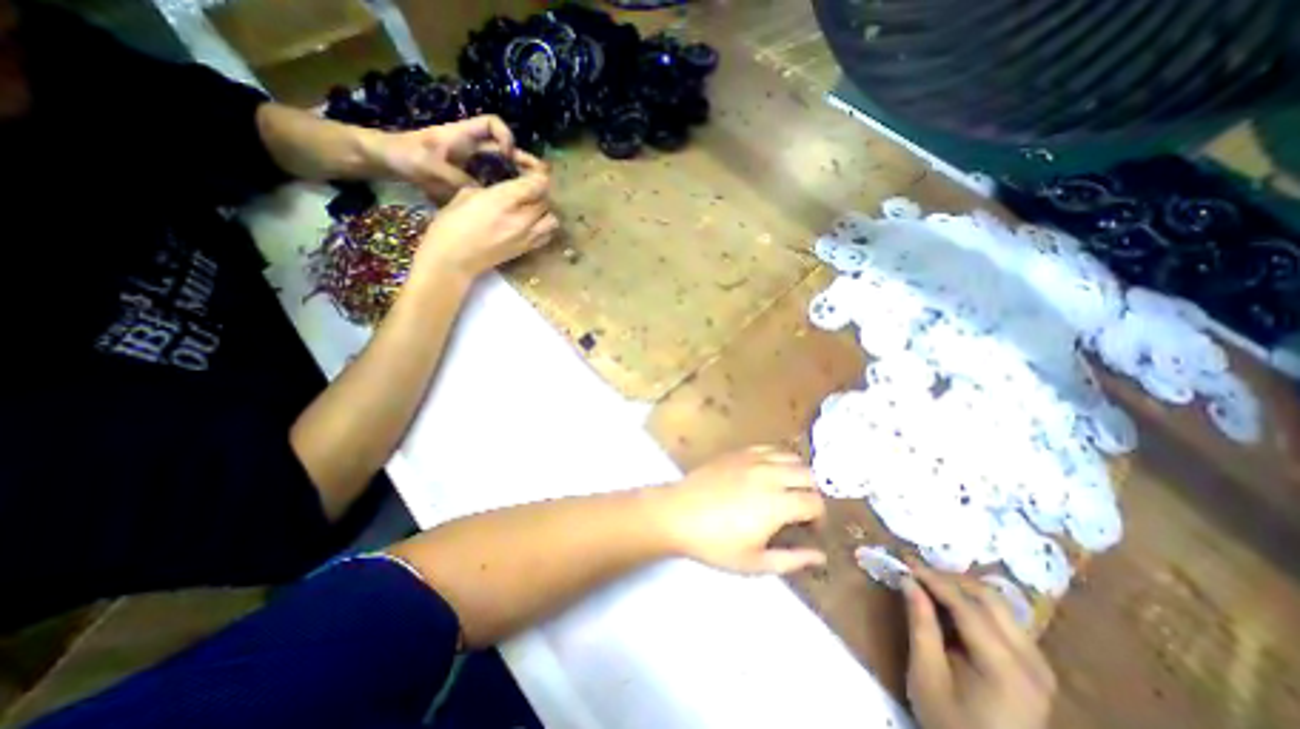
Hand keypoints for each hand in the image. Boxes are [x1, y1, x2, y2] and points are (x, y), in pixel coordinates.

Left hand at [378, 117, 543, 202]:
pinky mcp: (468, 175)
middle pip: (504, 147)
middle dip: (521, 161)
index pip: (492, 125)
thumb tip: (485, 196)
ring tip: (528, 195)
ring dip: (515, 177)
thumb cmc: (404, 156)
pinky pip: (492, 180)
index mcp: (463, 135)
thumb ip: (457, 180)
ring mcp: (471, 161)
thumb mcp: (429, 168)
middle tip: (535, 181)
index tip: (508, 156)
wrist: (385, 161)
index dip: (505, 136)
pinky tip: (507, 203)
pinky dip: (503, 189)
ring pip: (501, 166)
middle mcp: (471, 146)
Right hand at [414, 169, 560, 280]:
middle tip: (526, 190)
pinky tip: (531, 225)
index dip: (538, 174)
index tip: (529, 171)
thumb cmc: (451, 225)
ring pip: (552, 219)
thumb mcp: (466, 195)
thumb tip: (504, 189)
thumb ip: (491, 189)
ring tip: (531, 209)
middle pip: (546, 200)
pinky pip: (547, 235)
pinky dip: (544, 227)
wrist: (453, 260)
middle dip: (539, 192)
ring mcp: (528, 236)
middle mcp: (522, 218)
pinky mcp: (527, 250)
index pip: (538, 183)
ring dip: (545, 212)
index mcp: (504, 200)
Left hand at [655, 445, 825, 576]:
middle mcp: (770, 475)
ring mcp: (753, 459)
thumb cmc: (715, 543)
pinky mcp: (738, 452)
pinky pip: (769, 448)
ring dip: (797, 473)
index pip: (815, 502)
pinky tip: (769, 472)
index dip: (819, 517)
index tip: (810, 529)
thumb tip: (820, 556)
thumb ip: (791, 560)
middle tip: (800, 510)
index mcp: (777, 503)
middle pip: (808, 475)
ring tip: (787, 489)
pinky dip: (778, 458)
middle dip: (812, 493)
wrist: (678, 513)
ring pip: (791, 457)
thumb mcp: (754, 563)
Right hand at [906, 565, 1053, 728]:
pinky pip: (1003, 619)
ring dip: (961, 587)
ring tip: (928, 582)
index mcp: (1007, 669)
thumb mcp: (926, 675)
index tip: (904, 558)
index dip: (932, 577)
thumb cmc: (951, 725)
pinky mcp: (1035, 667)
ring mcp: (1039, 664)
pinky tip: (950, 604)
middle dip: (948, 577)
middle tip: (915, 570)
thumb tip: (908, 580)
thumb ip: (920, 624)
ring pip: (998, 604)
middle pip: (988, 598)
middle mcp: (1032, 661)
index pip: (965, 605)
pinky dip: (973, 603)